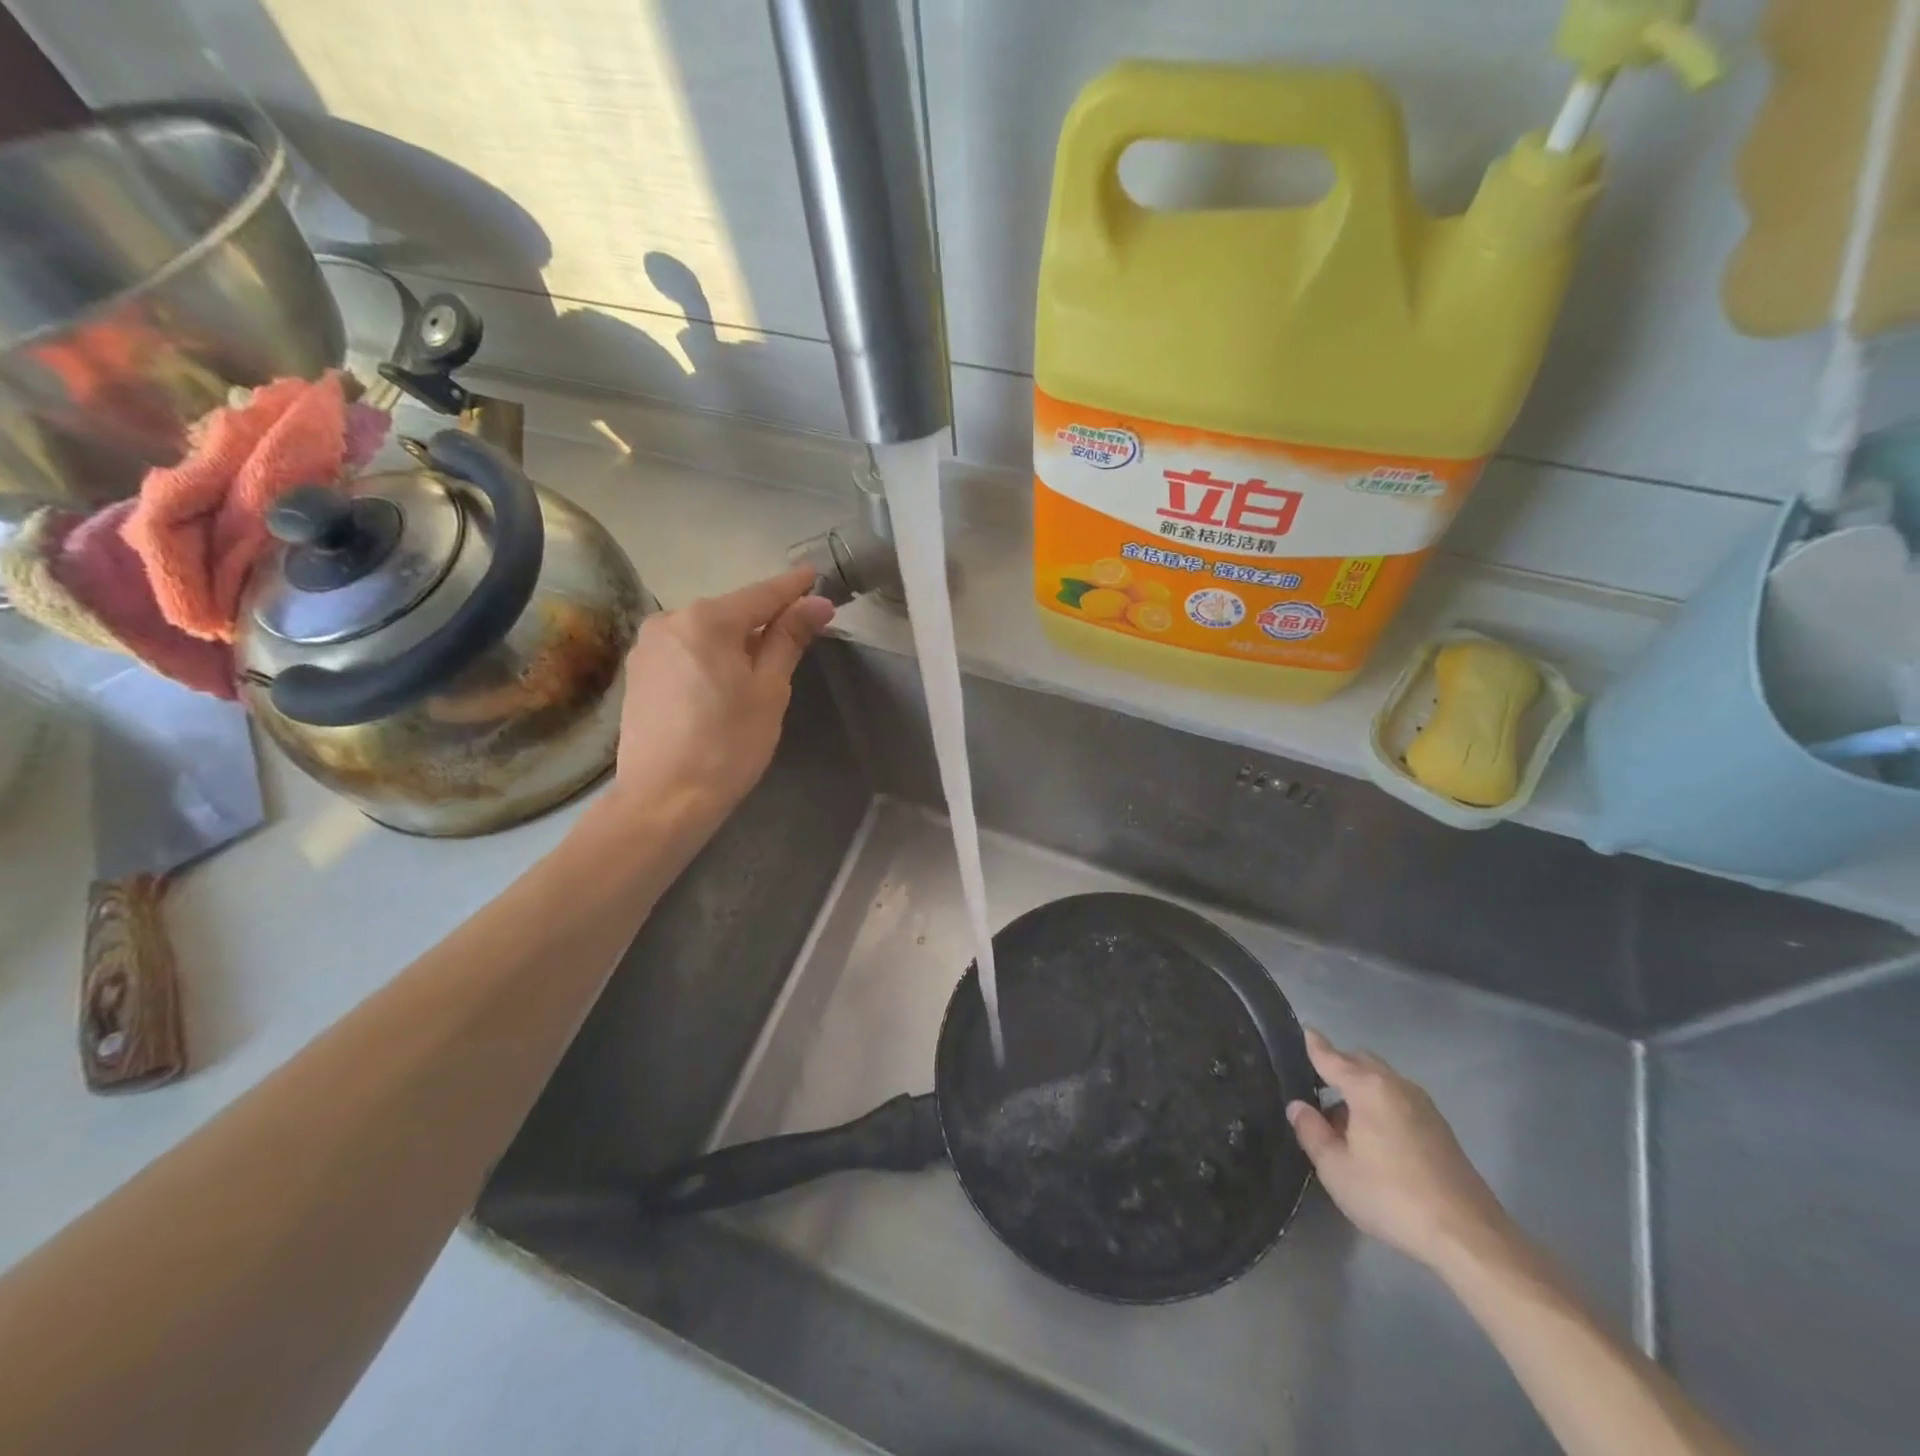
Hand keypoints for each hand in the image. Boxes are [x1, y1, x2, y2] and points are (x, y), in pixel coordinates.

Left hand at [607, 567, 833, 834]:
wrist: (664, 799)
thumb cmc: (729, 744)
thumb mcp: (769, 690)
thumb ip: (789, 639)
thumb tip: (817, 603)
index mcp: (707, 620)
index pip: (761, 594)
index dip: (792, 588)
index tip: (815, 576)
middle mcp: (670, 620)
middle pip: (730, 612)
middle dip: (763, 619)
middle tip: (797, 632)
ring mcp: (647, 647)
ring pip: (705, 633)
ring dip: (735, 640)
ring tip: (760, 666)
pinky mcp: (637, 673)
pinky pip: (685, 651)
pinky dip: (709, 657)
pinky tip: (723, 683)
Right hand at [1287, 1029, 1514, 1272]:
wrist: (1468, 1236)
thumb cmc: (1391, 1196)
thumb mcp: (1336, 1168)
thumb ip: (1311, 1131)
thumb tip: (1299, 1107)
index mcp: (1368, 1088)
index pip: (1332, 1057)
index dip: (1314, 1045)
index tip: (1304, 1031)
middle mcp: (1397, 1086)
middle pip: (1361, 1062)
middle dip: (1339, 1067)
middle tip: (1316, 1089)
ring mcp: (1424, 1107)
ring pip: (1383, 1082)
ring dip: (1360, 1090)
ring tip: (1343, 1123)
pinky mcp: (1441, 1130)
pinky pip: (1400, 1101)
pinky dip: (1381, 1106)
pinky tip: (1375, 1141)